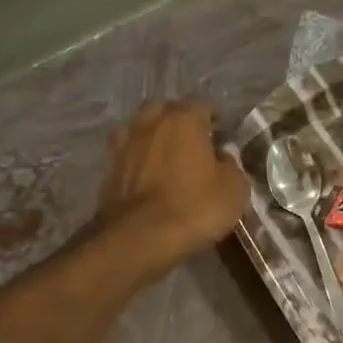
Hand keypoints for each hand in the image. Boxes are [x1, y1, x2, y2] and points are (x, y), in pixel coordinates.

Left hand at [99, 99, 247, 275]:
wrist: (140, 237)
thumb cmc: (195, 208)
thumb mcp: (234, 189)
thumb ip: (232, 165)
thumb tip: (224, 155)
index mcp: (184, 119)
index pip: (203, 104)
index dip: (214, 118)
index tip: (222, 135)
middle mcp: (150, 122)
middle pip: (165, 109)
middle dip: (179, 120)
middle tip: (193, 142)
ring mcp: (124, 144)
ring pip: (142, 129)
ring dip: (154, 137)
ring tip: (168, 158)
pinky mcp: (109, 169)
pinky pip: (129, 155)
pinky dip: (139, 160)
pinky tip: (149, 177)